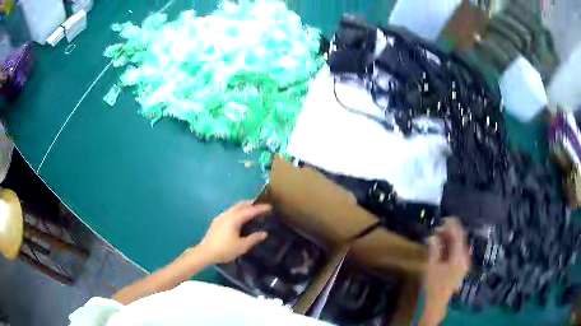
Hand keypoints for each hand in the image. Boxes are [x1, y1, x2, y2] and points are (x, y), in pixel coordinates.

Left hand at [199, 201, 270, 263]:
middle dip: (251, 204)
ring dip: (244, 207)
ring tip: (252, 211)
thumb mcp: (242, 246)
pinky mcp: (217, 221)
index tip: (270, 207)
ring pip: (234, 207)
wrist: (206, 252)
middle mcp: (227, 214)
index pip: (250, 210)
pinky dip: (238, 211)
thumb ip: (254, 238)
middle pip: (241, 205)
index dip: (260, 208)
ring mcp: (221, 217)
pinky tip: (239, 218)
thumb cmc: (225, 249)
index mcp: (234, 219)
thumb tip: (264, 233)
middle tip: (261, 205)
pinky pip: (230, 212)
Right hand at [421, 218, 470, 324]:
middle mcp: (464, 257)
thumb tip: (433, 236)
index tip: (442, 219)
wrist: (436, 304)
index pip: (458, 233)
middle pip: (459, 238)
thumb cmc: (434, 285)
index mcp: (460, 255)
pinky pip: (456, 252)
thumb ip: (434, 249)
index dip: (451, 224)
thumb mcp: (432, 266)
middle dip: (449, 232)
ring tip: (437, 237)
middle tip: (436, 229)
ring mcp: (462, 263)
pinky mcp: (459, 268)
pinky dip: (449, 247)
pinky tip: (442, 248)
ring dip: (448, 239)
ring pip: (458, 245)